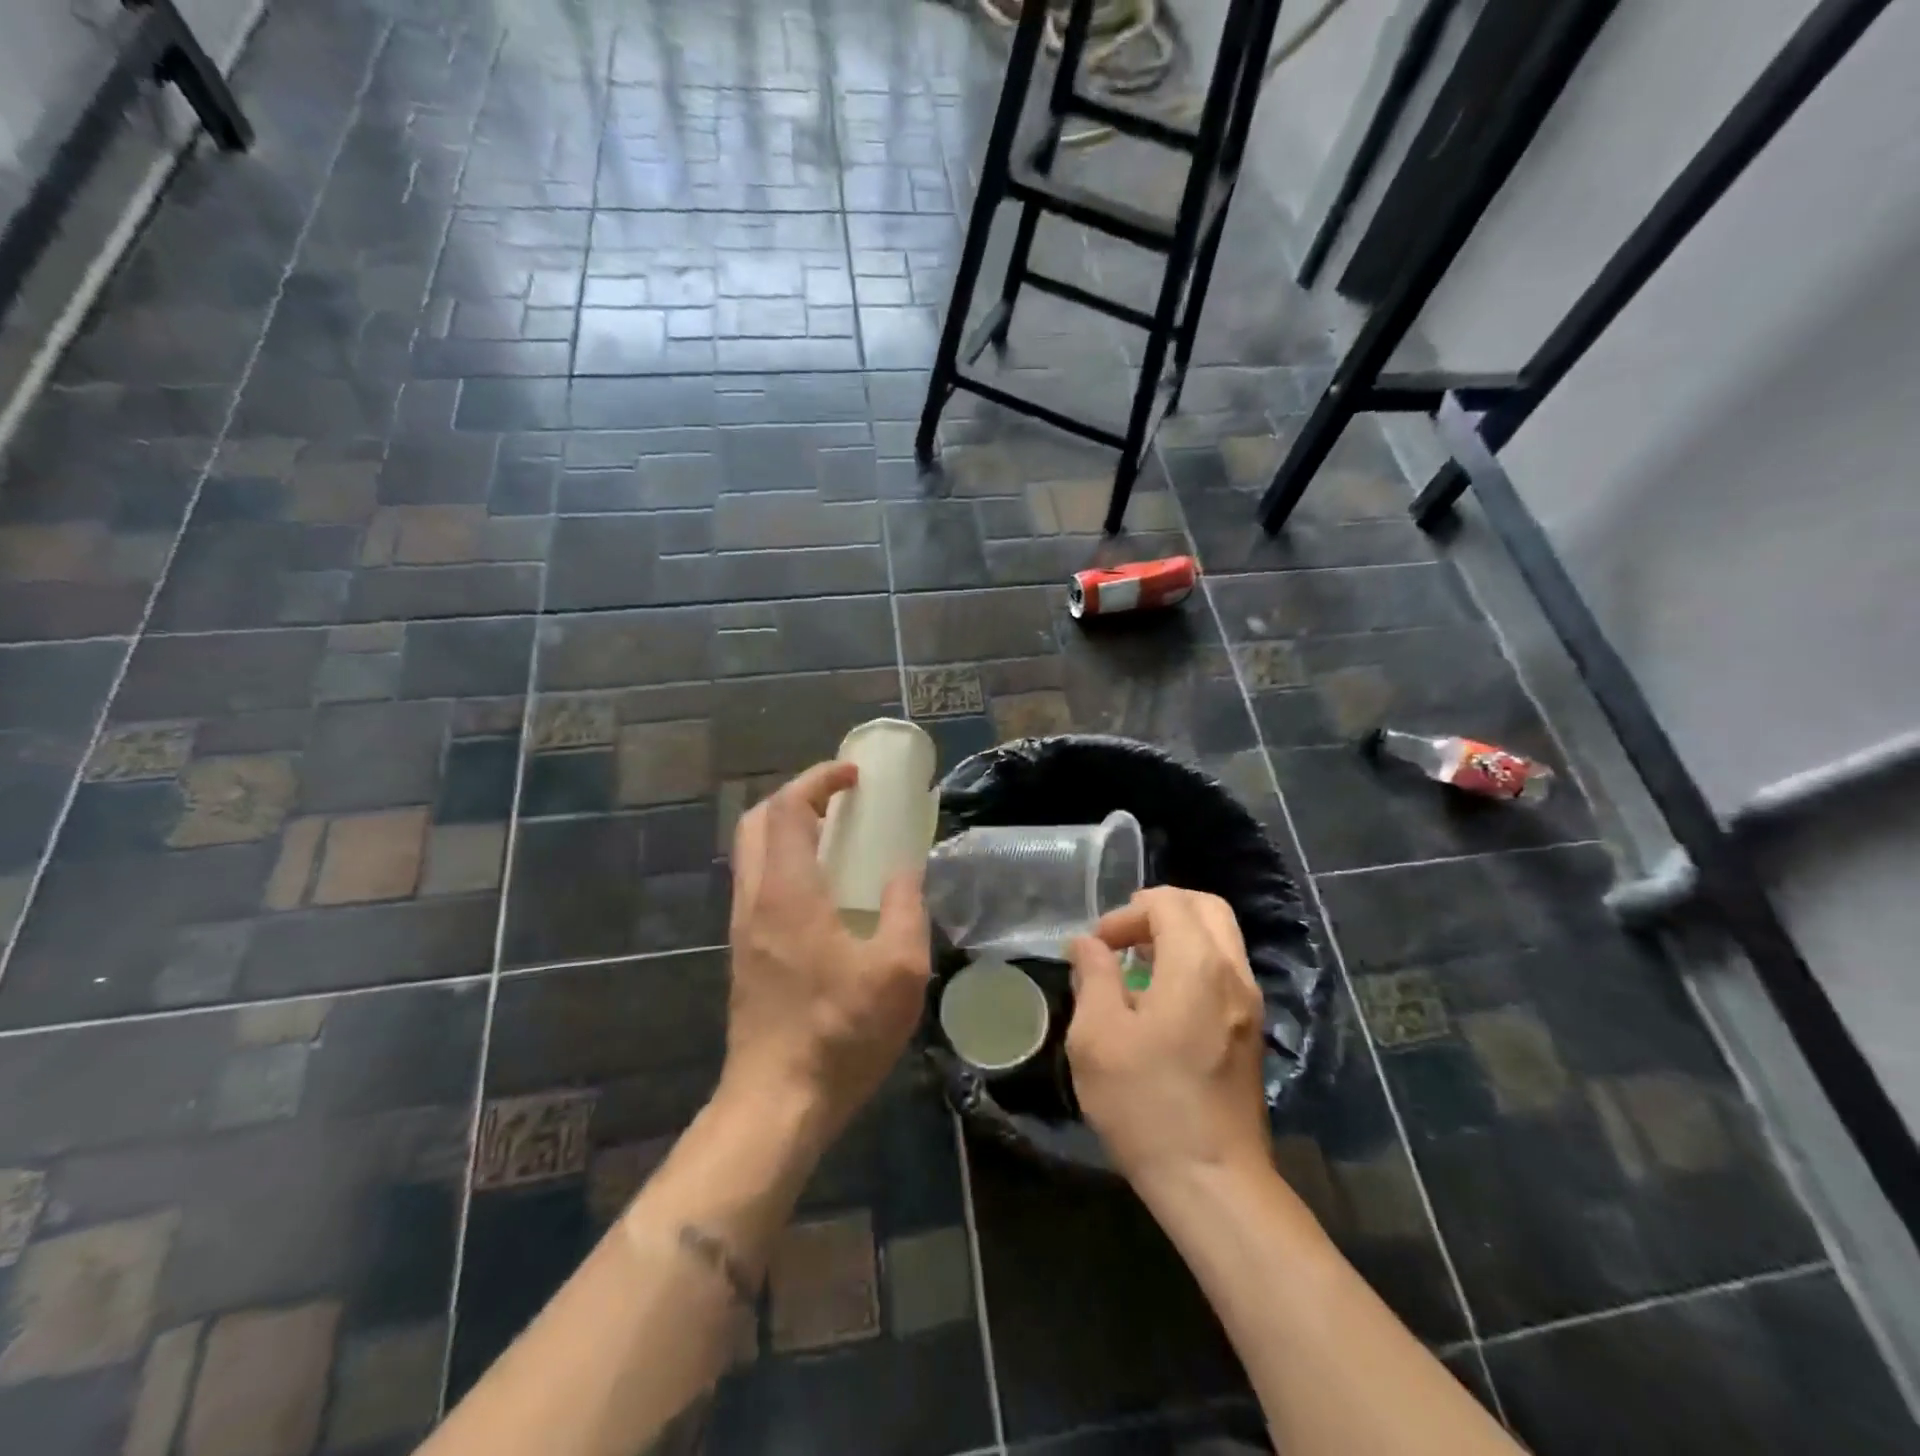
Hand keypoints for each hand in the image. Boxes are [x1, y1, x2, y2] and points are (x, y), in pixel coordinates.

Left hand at [723, 761, 931, 1147]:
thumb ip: (906, 908)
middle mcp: (755, 899)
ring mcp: (742, 927)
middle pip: (757, 821)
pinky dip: (784, 861)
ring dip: (788, 829)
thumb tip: (905, 870)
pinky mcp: (744, 952)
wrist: (776, 1103)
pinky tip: (823, 890)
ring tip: (836, 838)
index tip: (854, 776)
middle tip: (841, 801)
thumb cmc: (840, 1032)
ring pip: (752, 852)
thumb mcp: (899, 970)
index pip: (788, 808)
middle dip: (797, 797)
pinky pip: (757, 882)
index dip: (818, 780)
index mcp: (787, 892)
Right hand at [1066, 887, 1271, 1196]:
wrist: (1213, 1182)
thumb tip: (1088, 944)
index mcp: (1197, 965)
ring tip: (1137, 967)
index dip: (1125, 913)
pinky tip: (1160, 1001)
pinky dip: (1193, 962)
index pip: (1167, 902)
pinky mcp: (1251, 1031)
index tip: (1098, 948)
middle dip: (1159, 910)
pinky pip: (1225, 970)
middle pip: (1205, 907)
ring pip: (1220, 938)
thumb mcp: (1097, 1037)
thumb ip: (1093, 976)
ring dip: (1178, 936)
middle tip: (1122, 940)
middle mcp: (1233, 973)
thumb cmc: (1145, 1105)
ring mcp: (1249, 1003)